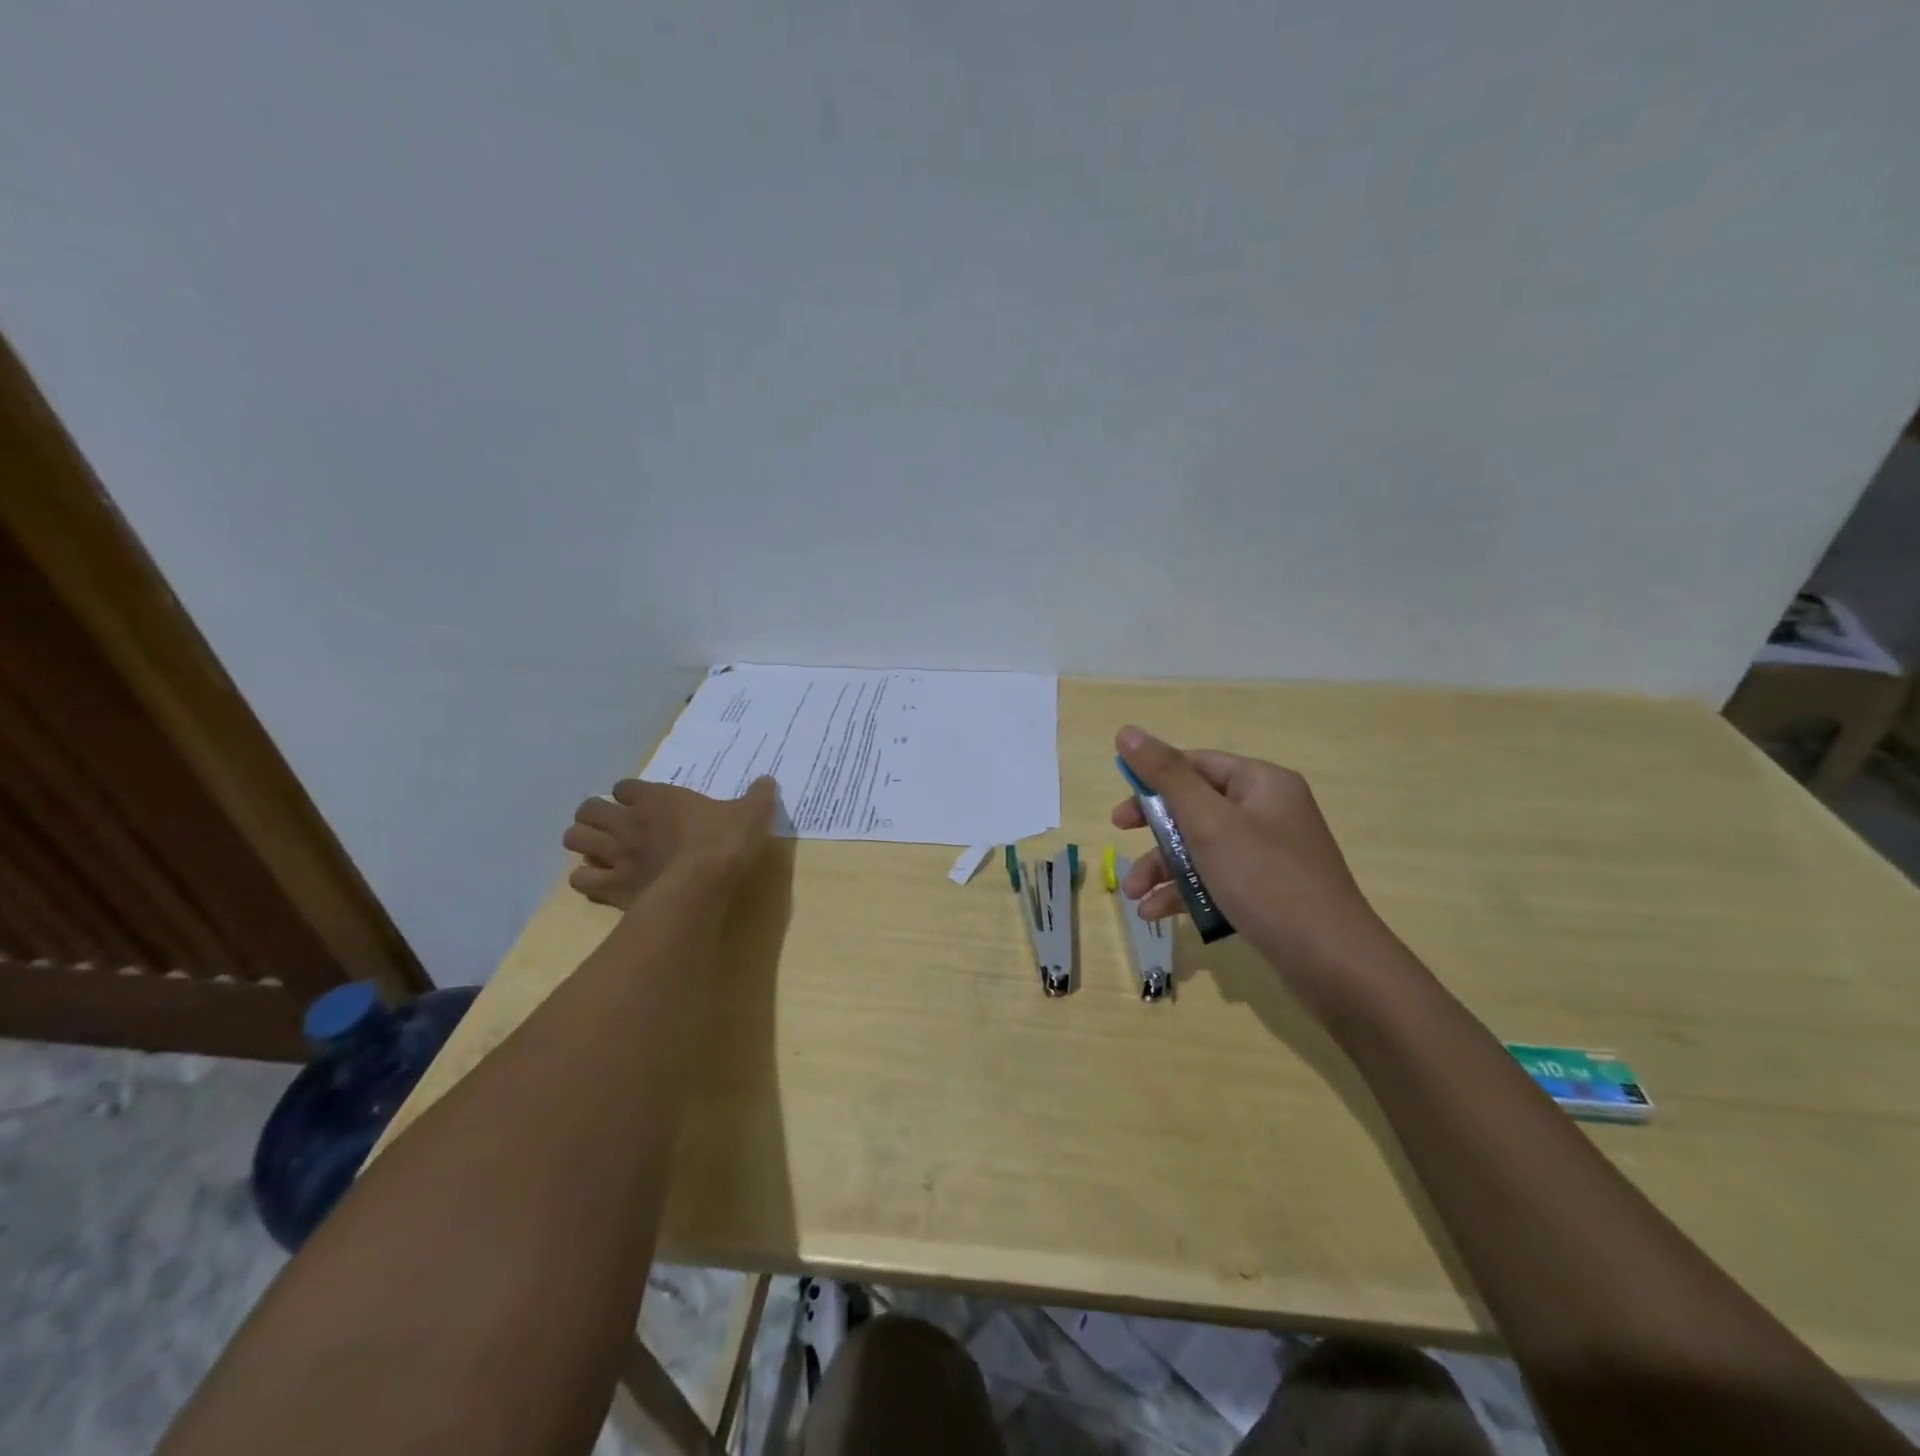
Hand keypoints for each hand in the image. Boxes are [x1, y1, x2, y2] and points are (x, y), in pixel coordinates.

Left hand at [563, 777, 777, 910]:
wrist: (703, 883)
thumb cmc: (725, 842)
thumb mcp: (752, 812)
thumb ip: (758, 796)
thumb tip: (768, 781)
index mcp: (656, 798)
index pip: (623, 786)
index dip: (630, 794)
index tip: (642, 803)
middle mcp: (627, 822)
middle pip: (588, 809)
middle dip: (595, 816)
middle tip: (614, 827)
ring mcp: (615, 855)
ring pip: (575, 840)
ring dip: (584, 844)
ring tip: (600, 852)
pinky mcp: (610, 887)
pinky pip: (580, 881)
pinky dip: (587, 880)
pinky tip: (603, 883)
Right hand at [1110, 726, 1404, 1009]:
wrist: (1333, 963)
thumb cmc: (1267, 880)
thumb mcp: (1209, 823)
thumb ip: (1166, 776)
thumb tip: (1127, 731)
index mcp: (1261, 783)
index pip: (1196, 765)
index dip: (1153, 778)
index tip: (1121, 800)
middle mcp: (1267, 812)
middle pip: (1195, 806)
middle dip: (1153, 830)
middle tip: (1119, 836)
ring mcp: (1268, 854)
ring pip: (1201, 847)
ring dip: (1162, 867)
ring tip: (1133, 896)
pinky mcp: (1266, 891)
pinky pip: (1215, 879)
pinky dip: (1185, 892)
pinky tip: (1156, 913)